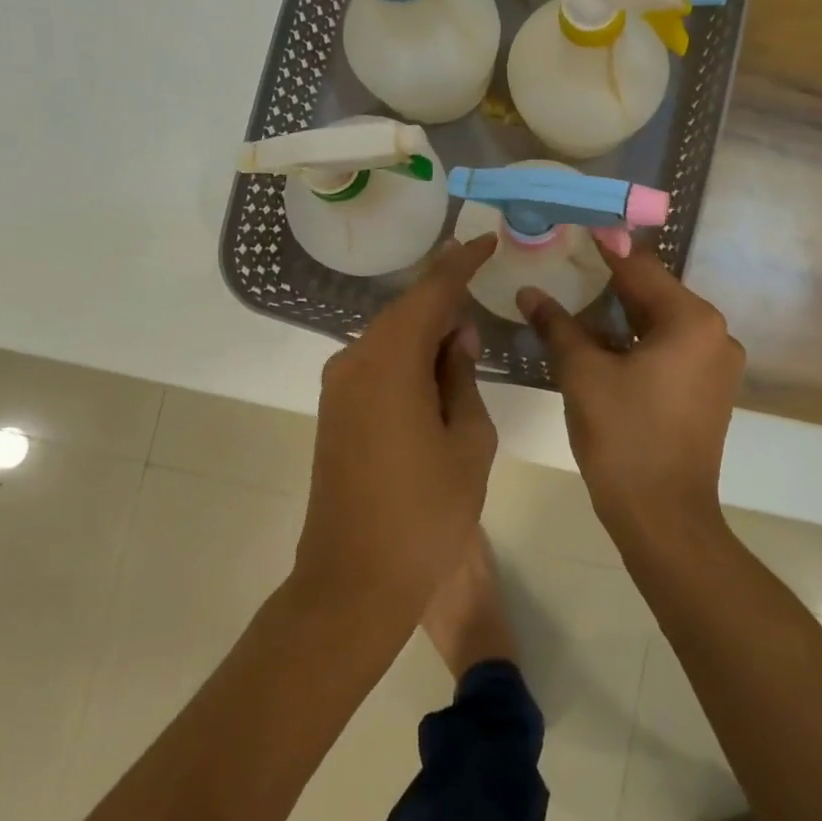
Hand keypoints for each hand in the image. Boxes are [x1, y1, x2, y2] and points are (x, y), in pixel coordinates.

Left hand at [293, 234, 499, 624]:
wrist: (354, 581)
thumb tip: (455, 336)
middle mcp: (354, 361)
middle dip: (444, 296)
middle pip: (406, 311)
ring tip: (467, 331)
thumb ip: (462, 376)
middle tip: (482, 282)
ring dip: (427, 328)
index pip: (430, 293)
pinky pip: (377, 362)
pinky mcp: (335, 410)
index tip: (486, 239)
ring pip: (390, 336)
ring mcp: (339, 386)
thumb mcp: (467, 441)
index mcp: (390, 361)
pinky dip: (409, 355)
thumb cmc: (425, 513)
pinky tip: (437, 367)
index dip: (460, 263)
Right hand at [518, 247, 743, 531]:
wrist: (664, 518)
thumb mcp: (583, 374)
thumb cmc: (623, 438)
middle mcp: (715, 334)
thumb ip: (557, 325)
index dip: (605, 247)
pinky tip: (602, 340)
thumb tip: (529, 292)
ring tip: (577, 297)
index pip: (640, 268)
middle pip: (654, 294)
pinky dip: (637, 341)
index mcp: (692, 321)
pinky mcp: (710, 390)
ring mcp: (717, 365)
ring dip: (621, 314)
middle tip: (568, 262)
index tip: (577, 225)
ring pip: (661, 323)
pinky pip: (670, 349)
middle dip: (610, 282)